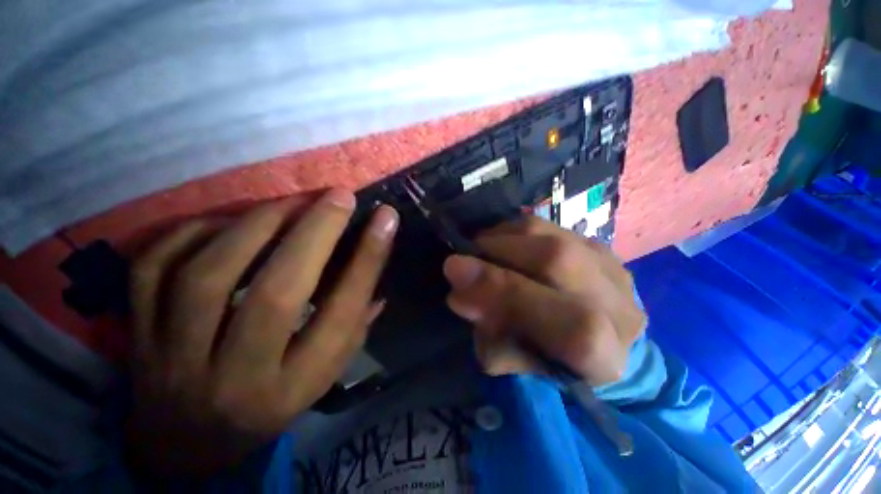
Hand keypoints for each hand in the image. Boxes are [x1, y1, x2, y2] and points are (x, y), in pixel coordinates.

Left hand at [125, 190, 397, 476]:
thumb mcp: (325, 371)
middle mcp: (238, 376)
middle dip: (315, 233)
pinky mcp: (137, 335)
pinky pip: (155, 268)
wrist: (186, 444)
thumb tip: (378, 260)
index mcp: (295, 385)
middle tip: (339, 196)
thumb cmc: (272, 403)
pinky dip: (195, 232)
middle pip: (276, 295)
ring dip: (257, 225)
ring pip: (208, 276)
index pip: (341, 314)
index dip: (368, 260)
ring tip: (291, 202)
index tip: (386, 218)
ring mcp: (175, 358)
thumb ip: (356, 319)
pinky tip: (228, 222)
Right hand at [442, 217, 644, 384]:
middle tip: (463, 255)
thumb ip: (489, 337)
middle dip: (497, 252)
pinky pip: (551, 227)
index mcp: (605, 356)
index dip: (506, 293)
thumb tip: (461, 295)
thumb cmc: (546, 361)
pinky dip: (516, 231)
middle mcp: (620, 307)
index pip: (569, 325)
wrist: (591, 339)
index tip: (454, 271)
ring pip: (551, 235)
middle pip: (558, 261)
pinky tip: (501, 242)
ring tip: (480, 249)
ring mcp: (612, 269)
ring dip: (504, 237)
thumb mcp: (516, 365)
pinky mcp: (599, 246)